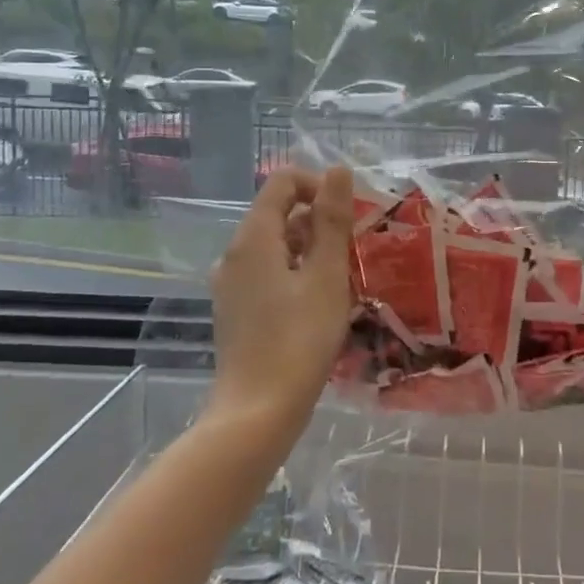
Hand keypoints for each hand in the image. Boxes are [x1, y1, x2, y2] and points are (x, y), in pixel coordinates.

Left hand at [207, 165, 356, 437]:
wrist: (257, 412)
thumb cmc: (299, 340)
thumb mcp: (326, 276)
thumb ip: (332, 220)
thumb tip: (337, 170)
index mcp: (253, 238)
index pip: (281, 183)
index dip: (317, 185)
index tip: (349, 213)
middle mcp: (234, 254)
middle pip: (277, 213)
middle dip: (318, 220)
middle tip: (353, 249)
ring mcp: (231, 284)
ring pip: (275, 245)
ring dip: (310, 248)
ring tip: (341, 278)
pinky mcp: (236, 310)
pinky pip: (267, 272)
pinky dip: (295, 272)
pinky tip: (318, 302)